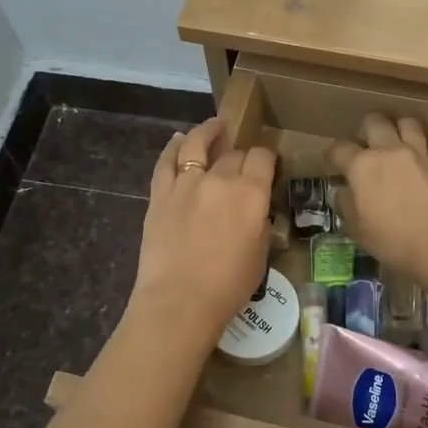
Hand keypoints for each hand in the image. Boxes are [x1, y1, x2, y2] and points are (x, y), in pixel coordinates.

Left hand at [129, 117, 276, 345]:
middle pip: (233, 153)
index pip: (263, 158)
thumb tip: (255, 211)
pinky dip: (173, 147)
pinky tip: (178, 140)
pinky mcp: (160, 194)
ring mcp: (186, 183)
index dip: (267, 158)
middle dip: (241, 155)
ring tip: (214, 126)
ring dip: (207, 132)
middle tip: (242, 164)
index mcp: (251, 193)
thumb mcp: (261, 255)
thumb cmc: (228, 286)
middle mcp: (220, 178)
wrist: (179, 301)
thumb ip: (260, 224)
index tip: (267, 165)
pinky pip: (166, 161)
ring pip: (196, 144)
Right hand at [325, 115, 427, 283]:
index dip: (332, 156)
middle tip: (365, 148)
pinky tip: (415, 165)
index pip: (339, 149)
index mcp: (362, 165)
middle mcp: (388, 151)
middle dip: (365, 130)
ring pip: (406, 123)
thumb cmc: (394, 241)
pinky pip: (425, 145)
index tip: (332, 165)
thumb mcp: (358, 230)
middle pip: (374, 122)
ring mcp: (417, 154)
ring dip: (397, 129)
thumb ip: (347, 205)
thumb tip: (343, 193)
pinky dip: (417, 149)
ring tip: (394, 145)